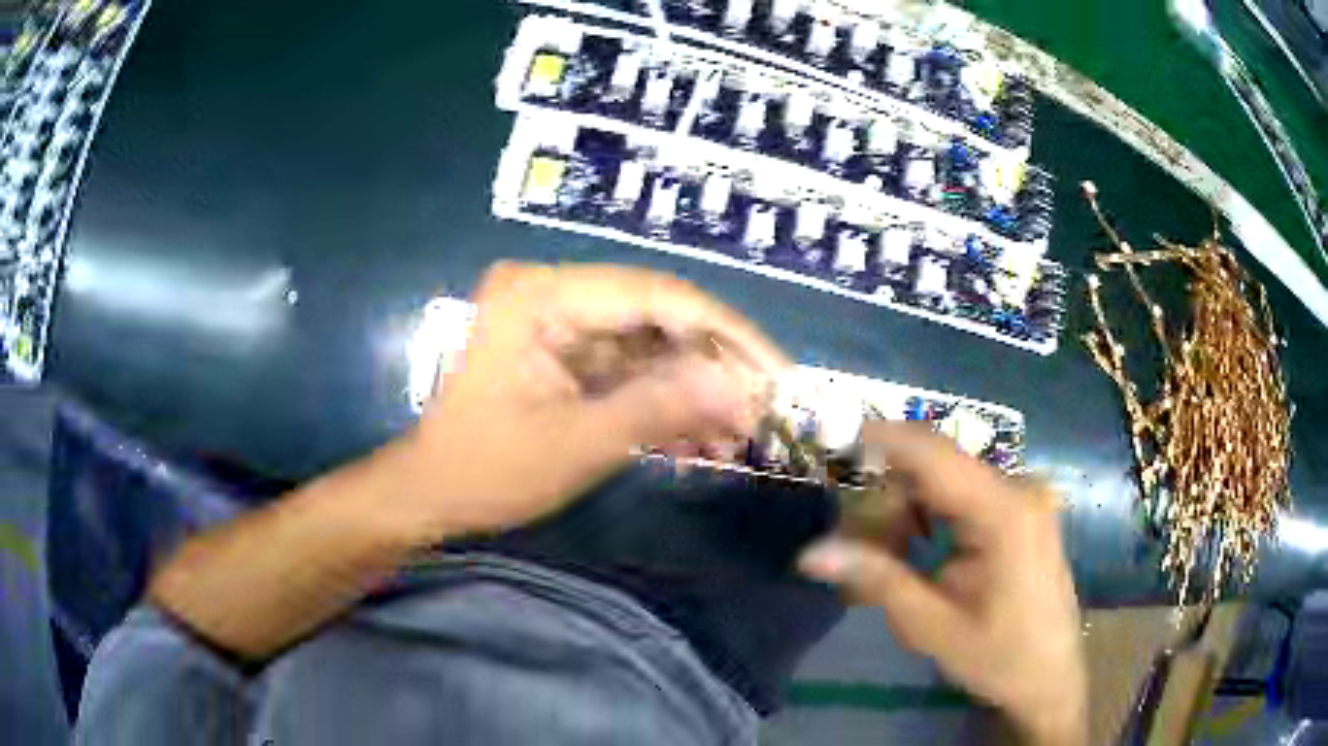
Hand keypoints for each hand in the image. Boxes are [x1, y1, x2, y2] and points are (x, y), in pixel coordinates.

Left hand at [403, 261, 789, 536]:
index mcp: (541, 295)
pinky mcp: (564, 354)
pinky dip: (662, 403)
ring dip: (693, 391)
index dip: (725, 331)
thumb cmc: (486, 471)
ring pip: (648, 346)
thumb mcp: (578, 443)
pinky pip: (627, 369)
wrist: (430, 495)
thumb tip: (741, 387)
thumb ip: (661, 406)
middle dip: (713, 367)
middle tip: (762, 411)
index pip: (655, 294)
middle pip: (656, 316)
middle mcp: (551, 293)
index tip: (775, 372)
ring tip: (737, 438)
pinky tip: (699, 441)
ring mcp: (558, 324)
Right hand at [798, 423, 1086, 745]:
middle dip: (890, 495)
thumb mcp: (932, 626)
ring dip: (909, 510)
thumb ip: (877, 580)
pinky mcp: (1023, 510)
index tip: (835, 440)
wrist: (1050, 677)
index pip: (935, 454)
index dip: (883, 438)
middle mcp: (1019, 489)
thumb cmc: (999, 657)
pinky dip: (932, 517)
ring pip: (949, 480)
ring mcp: (1025, 497)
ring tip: (885, 557)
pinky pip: (966, 495)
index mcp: (1004, 511)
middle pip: (938, 467)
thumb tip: (810, 553)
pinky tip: (918, 552)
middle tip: (854, 541)